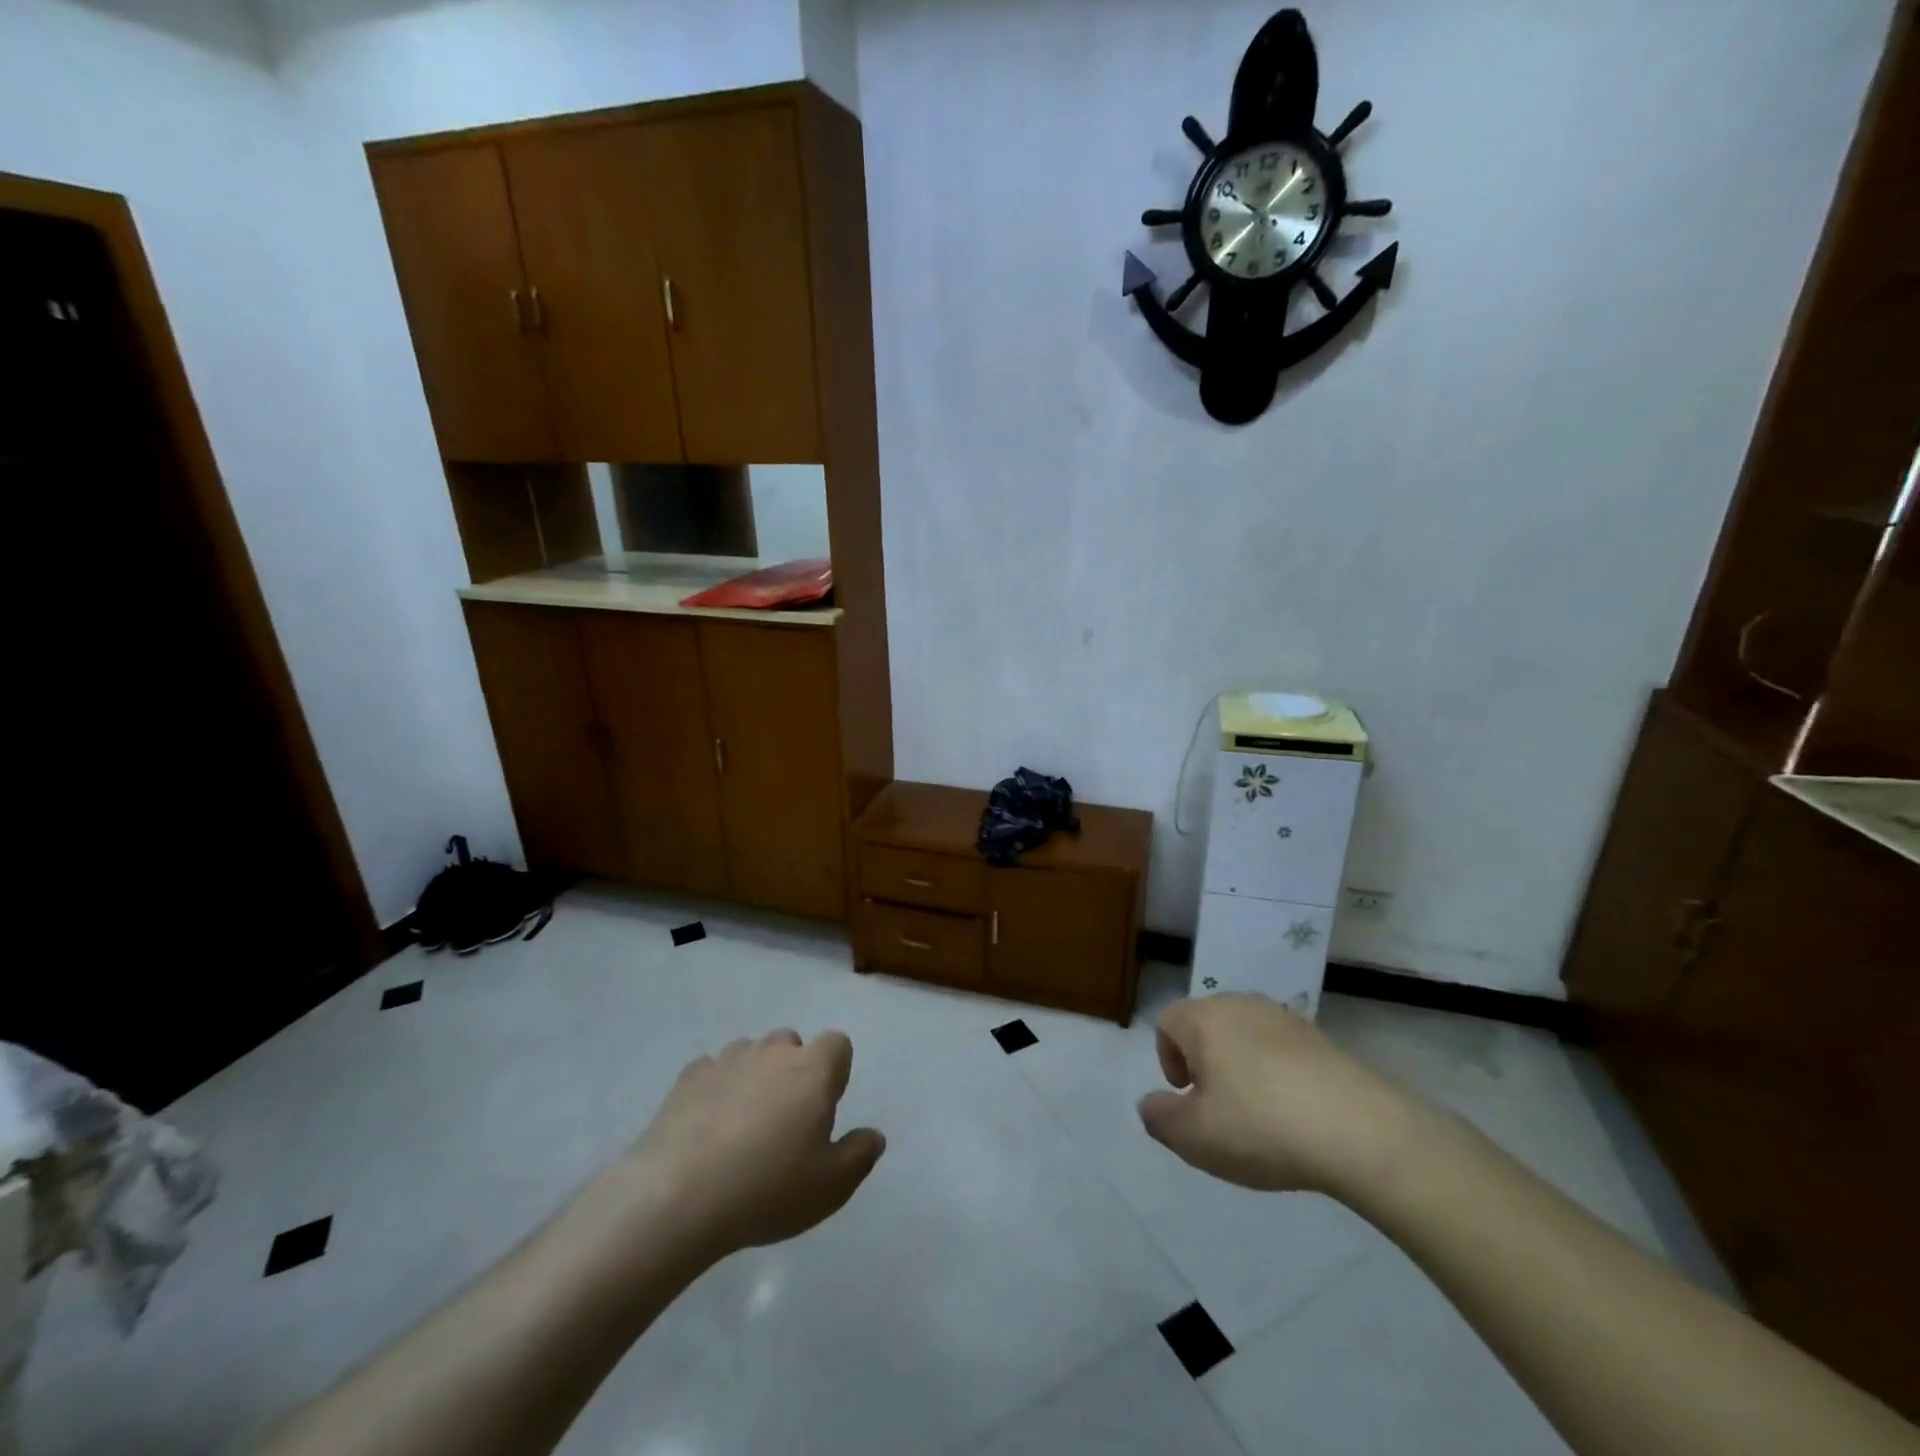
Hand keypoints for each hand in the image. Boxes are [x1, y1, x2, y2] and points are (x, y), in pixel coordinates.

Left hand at [623, 1030, 885, 1260]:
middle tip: (785, 1120)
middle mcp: (773, 1052)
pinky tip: (707, 1126)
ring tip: (743, 1124)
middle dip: (793, 1070)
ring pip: (751, 1052)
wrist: (677, 1197)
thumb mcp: (831, 1186)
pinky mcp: (688, 1077)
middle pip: (791, 1043)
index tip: (825, 1108)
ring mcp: (727, 1060)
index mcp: (813, 1069)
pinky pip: (712, 1070)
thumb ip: (860, 1155)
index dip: (836, 1071)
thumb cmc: (767, 1188)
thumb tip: (874, 1135)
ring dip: (754, 1075)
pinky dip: (716, 1088)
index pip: (837, 1044)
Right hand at [1137, 993, 1422, 1197]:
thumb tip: (1150, 1104)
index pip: (1167, 1022)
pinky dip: (1279, 1076)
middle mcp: (1241, 1005)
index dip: (1167, 1059)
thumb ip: (1160, 1119)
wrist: (1361, 1130)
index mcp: (1204, 1019)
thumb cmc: (1261, 1126)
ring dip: (1242, 1068)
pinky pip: (1282, 1051)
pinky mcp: (1322, 1038)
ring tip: (1259, 1116)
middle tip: (1219, 1109)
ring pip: (1246, 1037)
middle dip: (1204, 1062)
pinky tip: (1296, 1115)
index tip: (1187, 1097)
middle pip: (1207, 1025)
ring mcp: (1285, 1019)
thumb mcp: (1194, 1137)